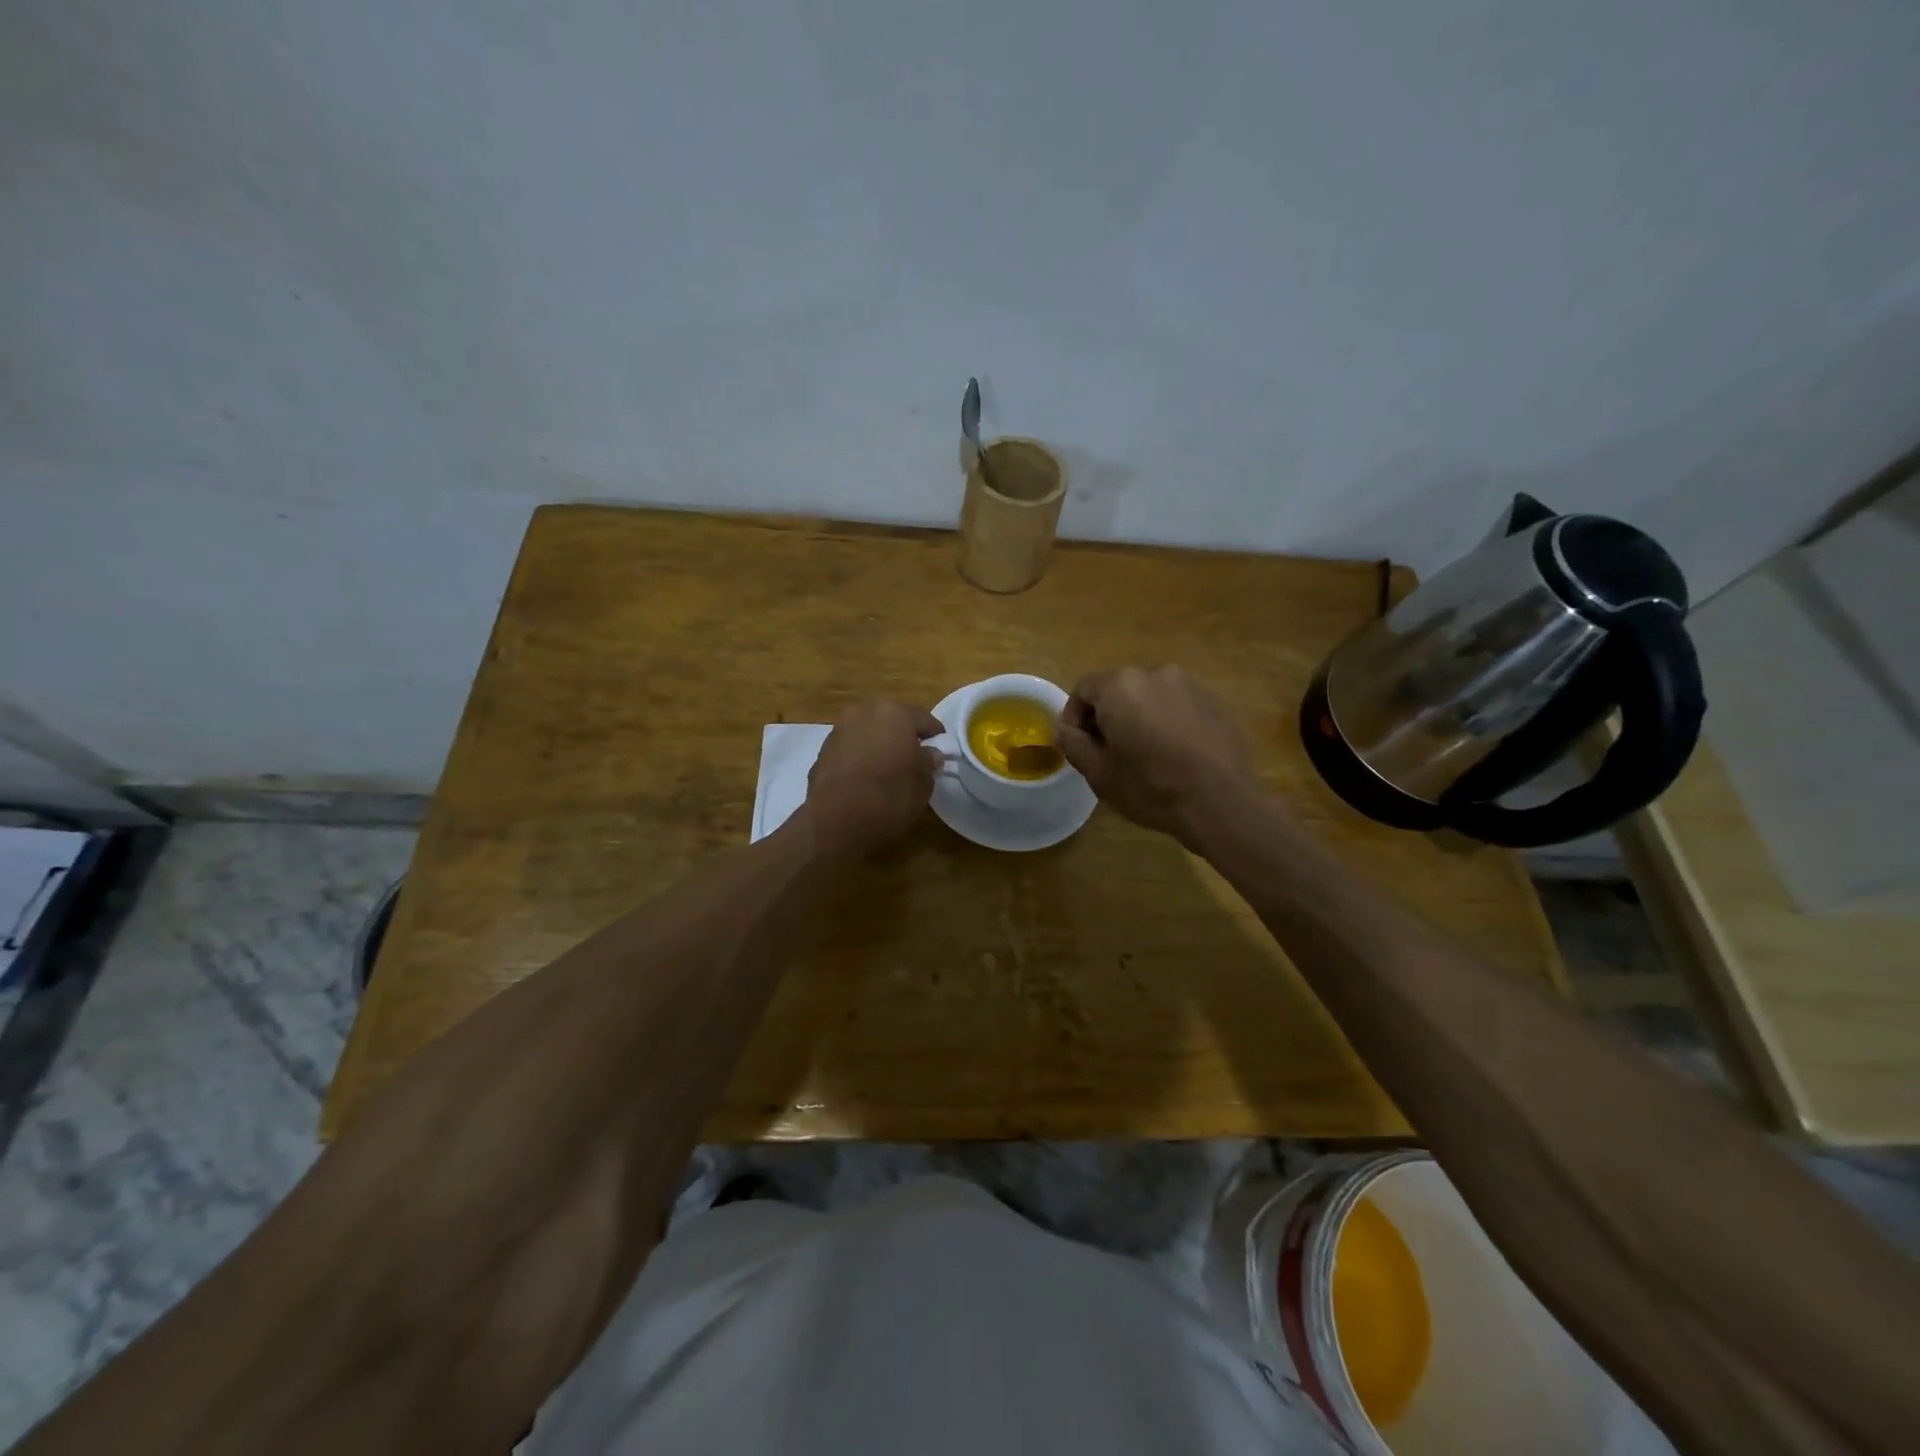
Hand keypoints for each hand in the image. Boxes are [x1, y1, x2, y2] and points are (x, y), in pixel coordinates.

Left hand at [802, 700, 943, 856]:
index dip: (935, 736)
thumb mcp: (922, 785)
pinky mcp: (822, 749)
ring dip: (878, 744)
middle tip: (913, 759)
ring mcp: (840, 729)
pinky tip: (864, 778)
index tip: (940, 752)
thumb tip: (929, 755)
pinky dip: (859, 756)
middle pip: (892, 720)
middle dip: (903, 736)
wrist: (835, 820)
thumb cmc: (889, 797)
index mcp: (895, 714)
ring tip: (886, 769)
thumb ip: (928, 764)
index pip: (924, 719)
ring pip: (868, 731)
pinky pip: (850, 747)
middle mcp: (865, 712)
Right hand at [1055, 665, 1256, 843]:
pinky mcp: (1215, 701)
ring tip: (1146, 754)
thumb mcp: (1098, 772)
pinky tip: (1176, 755)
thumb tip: (1066, 728)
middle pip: (1118, 690)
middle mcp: (1154, 673)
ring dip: (1141, 718)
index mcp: (1120, 686)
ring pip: (1150, 697)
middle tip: (1110, 753)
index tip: (1079, 746)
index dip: (1074, 718)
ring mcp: (1190, 685)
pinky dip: (1169, 723)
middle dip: (1109, 716)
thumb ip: (1073, 742)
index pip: (1083, 689)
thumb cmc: (1150, 787)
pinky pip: (1179, 706)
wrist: (1221, 801)